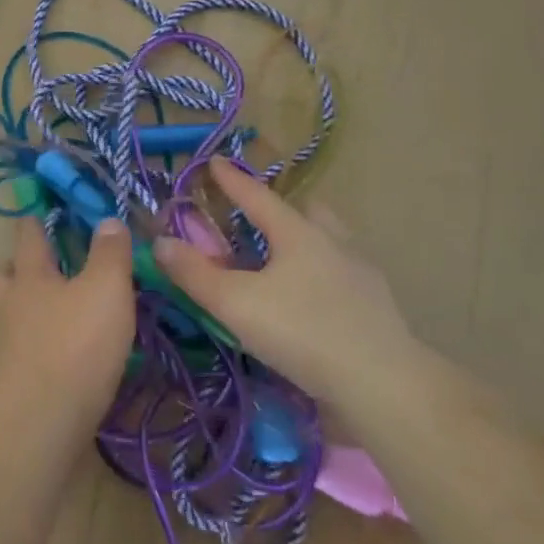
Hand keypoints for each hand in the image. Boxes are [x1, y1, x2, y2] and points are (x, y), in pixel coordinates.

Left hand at [0, 219, 134, 415]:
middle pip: (5, 276)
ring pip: (13, 313)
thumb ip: (109, 253)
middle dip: (18, 266)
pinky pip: (29, 349)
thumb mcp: (106, 288)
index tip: (38, 210)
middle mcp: (14, 305)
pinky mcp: (20, 380)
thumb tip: (107, 220)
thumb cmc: (75, 343)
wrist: (44, 420)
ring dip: (30, 307)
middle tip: (43, 264)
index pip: (28, 237)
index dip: (34, 220)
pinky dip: (43, 343)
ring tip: (60, 308)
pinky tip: (69, 350)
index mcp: (31, 275)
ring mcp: (12, 345)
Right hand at [152, 158, 416, 406]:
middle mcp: (333, 242)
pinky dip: (324, 273)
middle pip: (306, 210)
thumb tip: (160, 242)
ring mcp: (361, 273)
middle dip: (281, 207)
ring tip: (287, 259)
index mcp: (297, 233)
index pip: (257, 196)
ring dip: (308, 238)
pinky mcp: (377, 306)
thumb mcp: (235, 304)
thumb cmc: (302, 332)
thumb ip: (195, 273)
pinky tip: (315, 298)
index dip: (232, 179)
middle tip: (259, 218)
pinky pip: (344, 272)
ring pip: (331, 239)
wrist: (382, 383)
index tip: (215, 160)